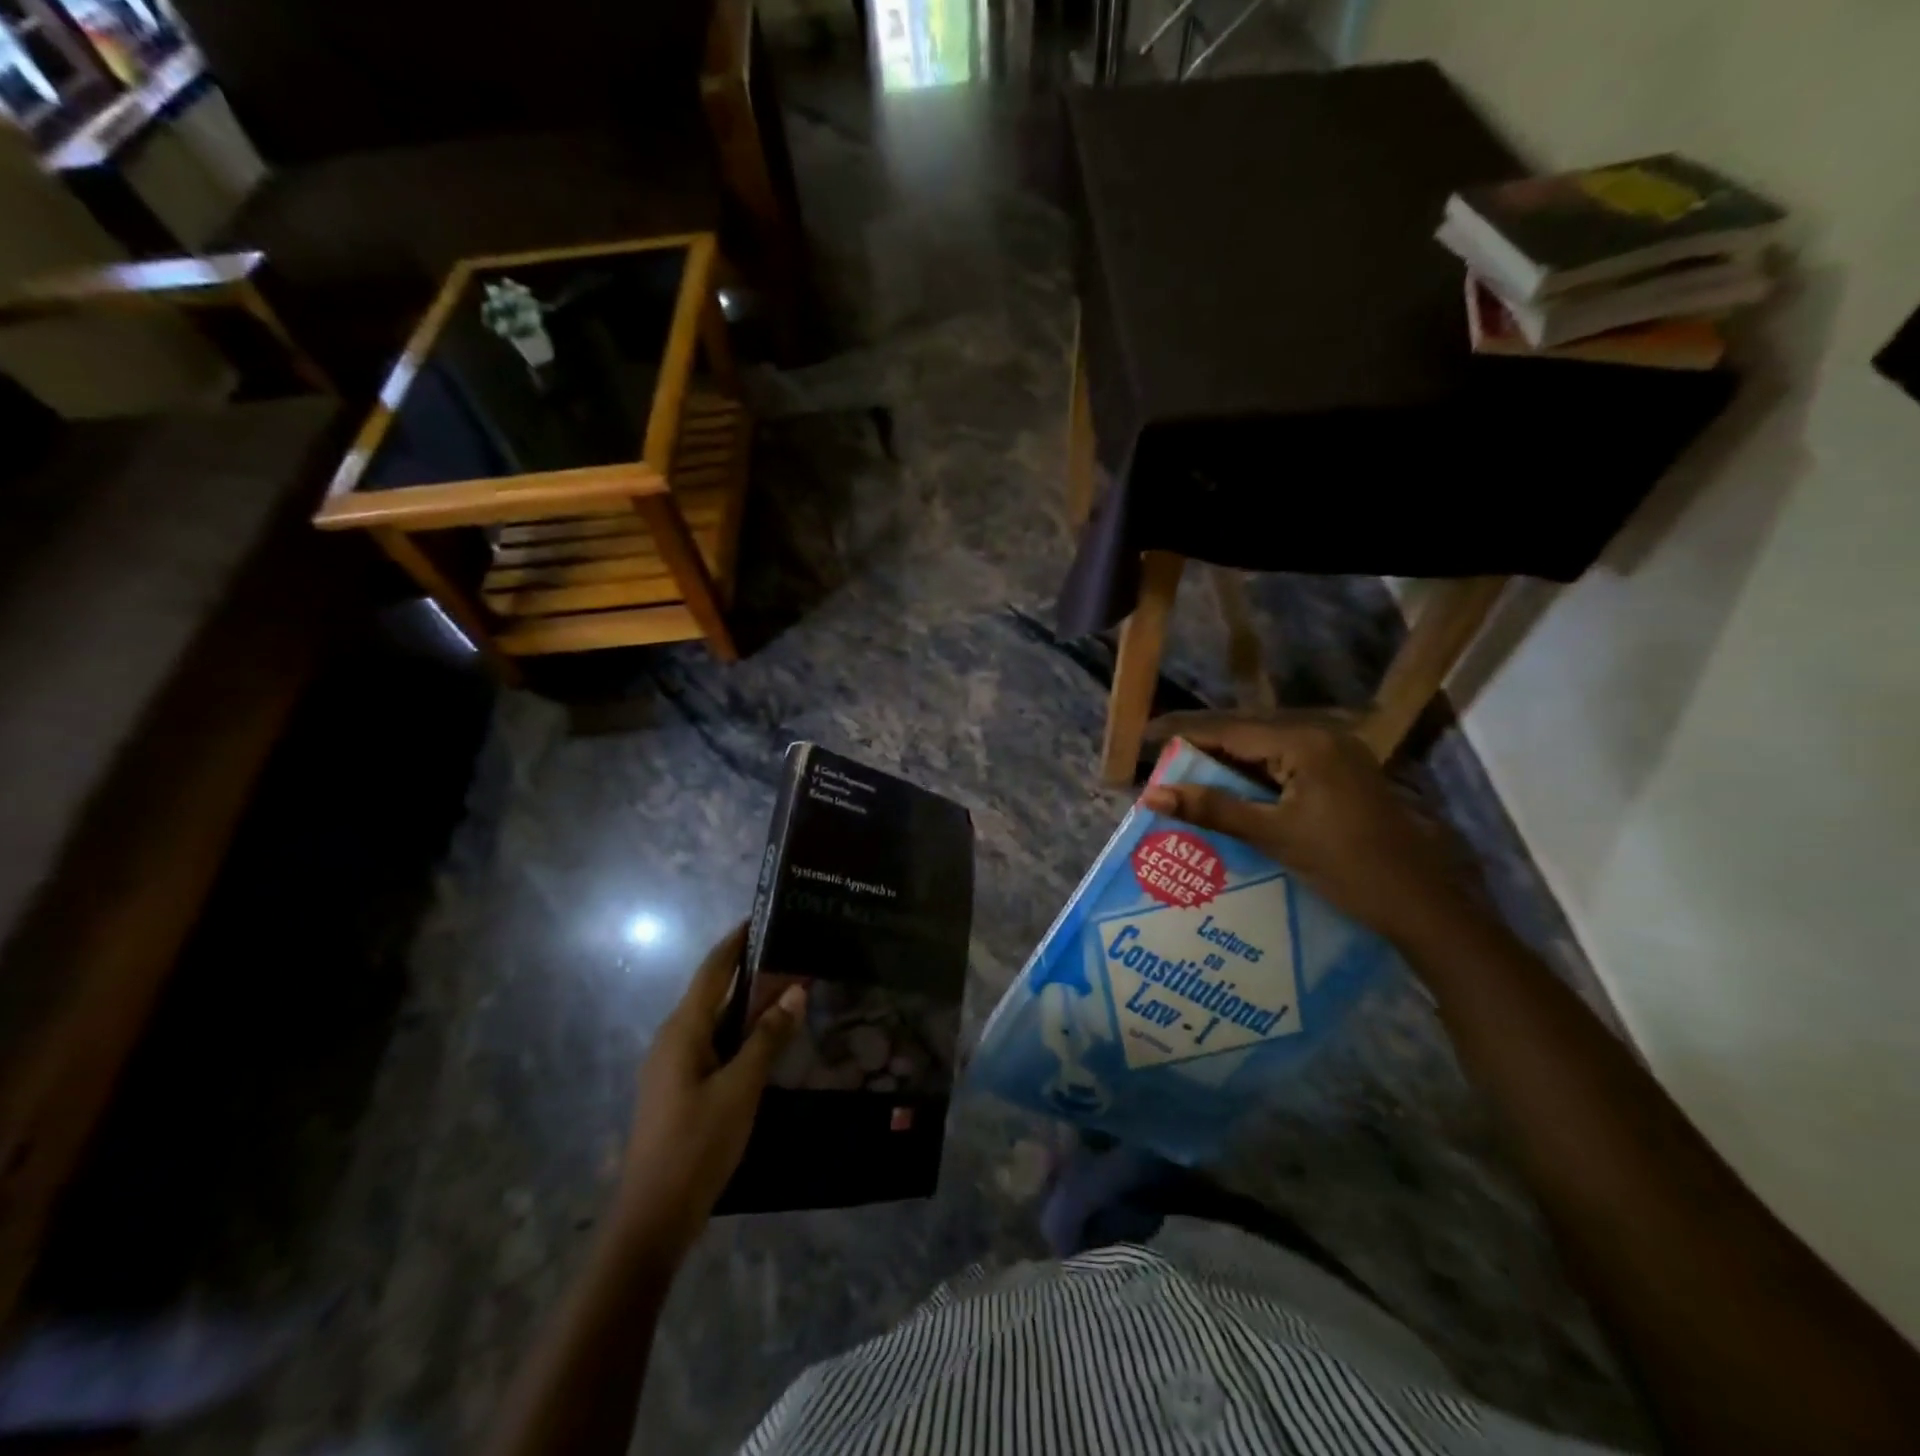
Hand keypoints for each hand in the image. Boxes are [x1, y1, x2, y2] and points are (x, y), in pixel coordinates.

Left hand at [614, 924, 804, 1261]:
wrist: (653, 1217)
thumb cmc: (696, 1145)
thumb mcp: (740, 1089)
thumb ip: (767, 1038)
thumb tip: (795, 991)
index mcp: (682, 1030)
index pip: (713, 970)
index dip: (736, 941)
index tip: (762, 916)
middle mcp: (673, 1038)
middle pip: (714, 991)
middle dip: (749, 969)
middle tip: (790, 951)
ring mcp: (674, 1065)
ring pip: (716, 1019)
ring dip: (748, 1002)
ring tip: (787, 988)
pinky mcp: (680, 1088)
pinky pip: (714, 1043)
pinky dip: (741, 1031)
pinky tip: (767, 1039)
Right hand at [1141, 713, 1480, 950]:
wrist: (1421, 904)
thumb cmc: (1346, 865)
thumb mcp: (1273, 835)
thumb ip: (1213, 809)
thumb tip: (1152, 794)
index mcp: (1305, 742)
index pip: (1229, 732)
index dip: (1185, 739)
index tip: (1146, 744)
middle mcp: (1321, 737)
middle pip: (1247, 739)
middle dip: (1203, 755)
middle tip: (1162, 771)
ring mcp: (1336, 757)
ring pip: (1265, 756)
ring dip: (1228, 772)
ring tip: (1185, 787)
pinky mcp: (1342, 778)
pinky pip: (1285, 771)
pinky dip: (1255, 785)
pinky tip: (1229, 801)